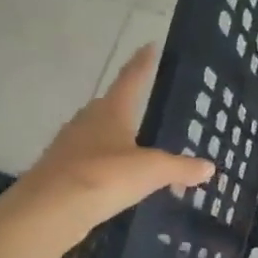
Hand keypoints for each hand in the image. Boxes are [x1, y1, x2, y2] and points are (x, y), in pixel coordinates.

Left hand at [0, 45, 213, 239]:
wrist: (48, 211)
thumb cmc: (104, 177)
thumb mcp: (152, 171)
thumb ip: (181, 167)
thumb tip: (209, 166)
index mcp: (111, 111)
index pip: (131, 79)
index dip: (143, 63)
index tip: (150, 45)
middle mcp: (87, 121)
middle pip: (111, 107)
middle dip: (129, 106)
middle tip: (149, 108)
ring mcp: (70, 147)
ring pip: (99, 135)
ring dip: (117, 139)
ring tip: (139, 148)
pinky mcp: (62, 173)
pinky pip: (92, 162)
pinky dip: (108, 167)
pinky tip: (119, 179)